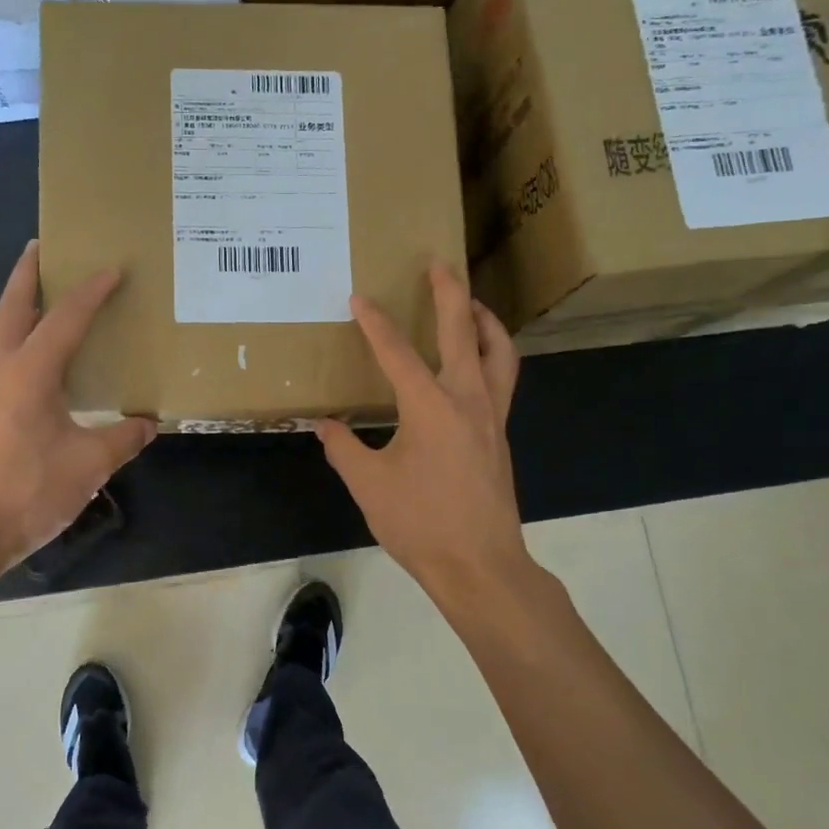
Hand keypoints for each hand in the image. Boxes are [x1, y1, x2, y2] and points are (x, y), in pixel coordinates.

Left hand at [0, 240, 155, 575]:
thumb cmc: (28, 492)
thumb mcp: (89, 465)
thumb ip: (122, 438)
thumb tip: (148, 423)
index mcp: (28, 371)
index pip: (65, 317)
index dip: (91, 291)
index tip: (112, 268)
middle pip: (12, 305)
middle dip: (28, 273)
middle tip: (44, 247)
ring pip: (0, 331)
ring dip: (20, 307)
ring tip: (45, 299)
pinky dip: (16, 341)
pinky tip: (35, 362)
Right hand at [315, 263, 532, 612]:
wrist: (480, 566)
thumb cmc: (421, 524)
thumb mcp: (369, 485)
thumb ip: (344, 448)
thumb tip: (325, 425)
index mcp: (431, 406)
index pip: (397, 352)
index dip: (375, 323)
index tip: (359, 298)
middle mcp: (469, 399)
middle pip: (463, 331)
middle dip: (450, 292)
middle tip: (439, 263)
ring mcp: (493, 416)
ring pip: (498, 352)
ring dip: (484, 321)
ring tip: (470, 304)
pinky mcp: (501, 435)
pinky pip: (503, 378)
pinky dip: (492, 354)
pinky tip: (475, 363)